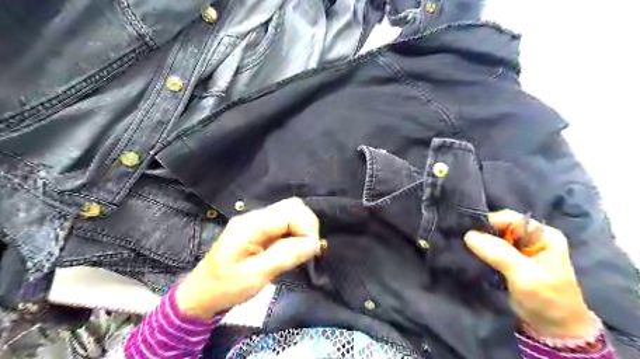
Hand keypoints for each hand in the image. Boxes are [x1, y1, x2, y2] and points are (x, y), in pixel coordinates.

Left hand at [174, 197, 319, 317]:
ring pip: (292, 213)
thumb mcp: (256, 276)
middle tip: (307, 251)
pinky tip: (292, 250)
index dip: (307, 228)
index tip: (310, 251)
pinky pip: (285, 223)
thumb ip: (286, 256)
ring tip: (301, 251)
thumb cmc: (225, 287)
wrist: (201, 294)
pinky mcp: (260, 229)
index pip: (292, 211)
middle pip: (294, 206)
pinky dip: (295, 234)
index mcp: (251, 224)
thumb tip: (315, 244)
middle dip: (307, 227)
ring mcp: (257, 221)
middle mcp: (255, 216)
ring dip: (302, 230)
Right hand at [465, 208, 594, 337]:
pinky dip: (482, 252)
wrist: (554, 329)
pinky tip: (474, 257)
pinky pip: (492, 248)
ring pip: (494, 237)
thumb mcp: (525, 276)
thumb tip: (468, 235)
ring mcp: (522, 248)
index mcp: (543, 234)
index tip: (471, 237)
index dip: (489, 225)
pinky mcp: (512, 259)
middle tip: (468, 246)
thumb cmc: (546, 300)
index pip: (509, 218)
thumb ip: (499, 253)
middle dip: (483, 234)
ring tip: (469, 252)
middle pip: (500, 226)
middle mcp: (532, 236)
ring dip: (481, 244)